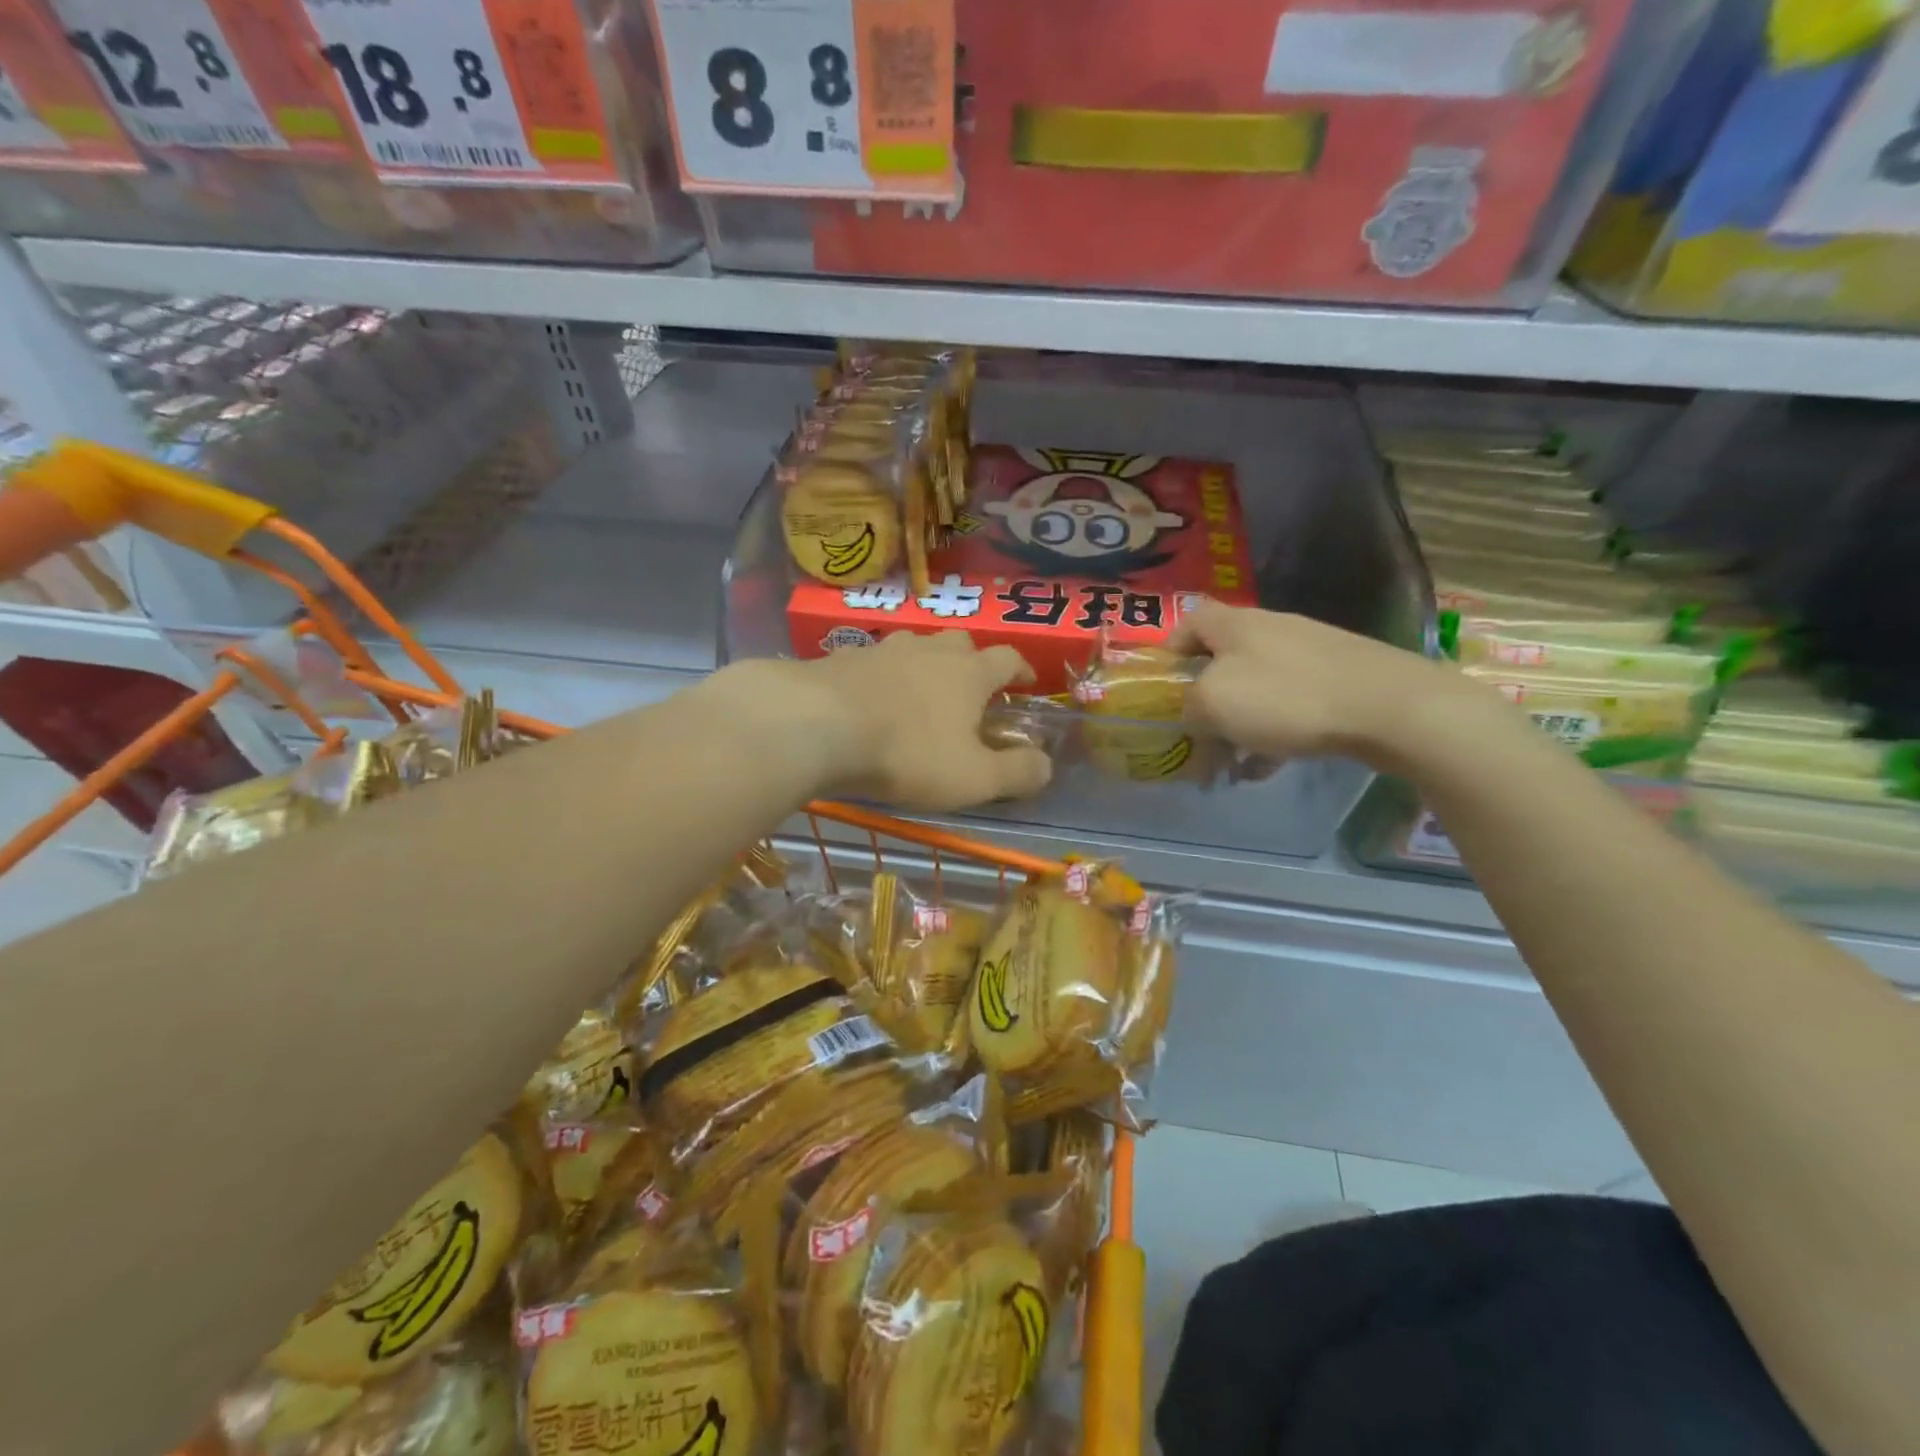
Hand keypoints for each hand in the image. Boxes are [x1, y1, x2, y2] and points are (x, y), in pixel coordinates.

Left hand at [734, 633, 1053, 811]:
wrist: (816, 726)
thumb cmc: (907, 753)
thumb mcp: (972, 778)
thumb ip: (1016, 773)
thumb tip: (1047, 765)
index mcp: (969, 672)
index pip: (1007, 659)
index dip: (1021, 671)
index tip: (1026, 685)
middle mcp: (929, 650)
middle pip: (960, 643)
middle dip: (972, 663)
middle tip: (970, 691)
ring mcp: (882, 649)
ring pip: (915, 647)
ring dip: (925, 665)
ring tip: (920, 694)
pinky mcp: (841, 658)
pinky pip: (873, 662)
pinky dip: (882, 677)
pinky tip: (870, 700)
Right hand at [1167, 603, 1470, 768]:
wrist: (1390, 707)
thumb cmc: (1287, 698)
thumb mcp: (1213, 703)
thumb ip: (1188, 708)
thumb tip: (1193, 717)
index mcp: (1235, 625)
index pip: (1189, 622)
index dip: (1169, 651)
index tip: (1163, 688)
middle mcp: (1271, 630)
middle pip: (1222, 660)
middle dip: (1204, 701)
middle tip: (1194, 737)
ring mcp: (1310, 654)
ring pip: (1257, 688)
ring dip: (1237, 725)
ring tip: (1229, 765)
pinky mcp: (1340, 680)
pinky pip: (1291, 706)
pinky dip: (1273, 734)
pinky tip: (1267, 768)